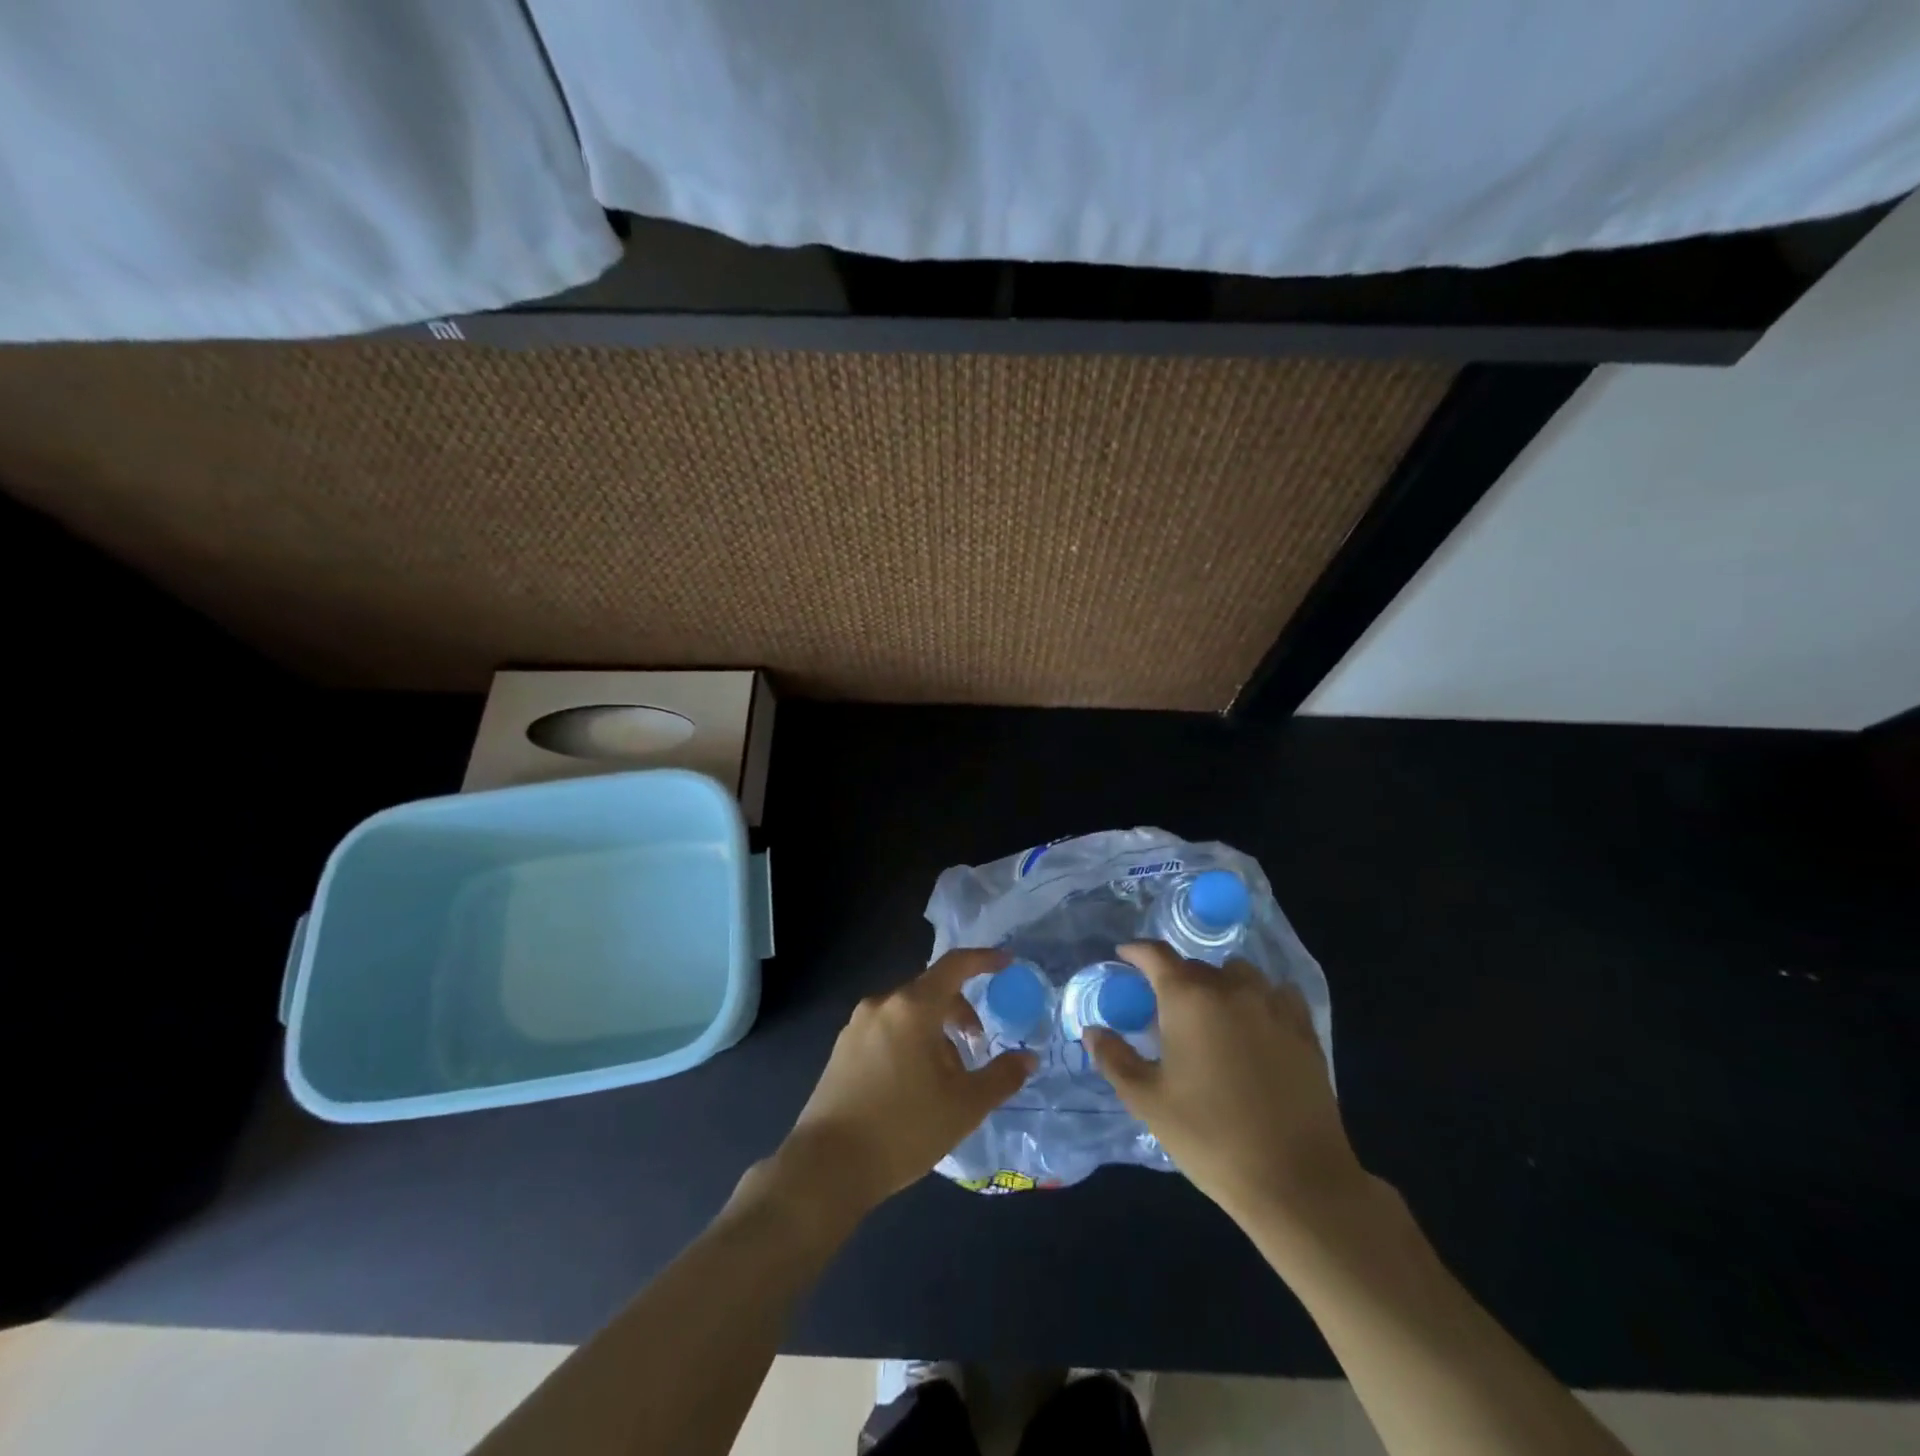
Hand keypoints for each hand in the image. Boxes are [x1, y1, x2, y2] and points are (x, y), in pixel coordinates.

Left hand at [776, 949, 1035, 1215]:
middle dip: (960, 1012)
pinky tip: (913, 1084)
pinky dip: (909, 1041)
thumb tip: (1028, 1058)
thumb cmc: (903, 1129)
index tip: (1006, 962)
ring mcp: (857, 1025)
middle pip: (931, 991)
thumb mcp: (964, 1106)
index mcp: (913, 1007)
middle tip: (978, 1046)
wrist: (827, 1166)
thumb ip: (1001, 1077)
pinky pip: (886, 1029)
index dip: (984, 960)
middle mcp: (882, 1004)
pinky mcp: (841, 1048)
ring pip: (908, 1013)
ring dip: (934, 1031)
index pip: (954, 965)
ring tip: (945, 1076)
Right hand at [1086, 941, 1367, 1229]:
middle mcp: (1231, 988)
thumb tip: (1093, 1030)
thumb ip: (1114, 1059)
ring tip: (1211, 1014)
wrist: (1296, 1180)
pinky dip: (1260, 998)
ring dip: (1219, 983)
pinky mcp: (1304, 1030)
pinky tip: (1256, 1024)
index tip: (1124, 955)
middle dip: (1175, 978)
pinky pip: (1277, 994)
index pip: (1156, 955)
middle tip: (1164, 1008)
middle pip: (1195, 966)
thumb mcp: (1148, 1102)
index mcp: (1188, 998)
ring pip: (1238, 974)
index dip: (1136, 951)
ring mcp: (1272, 1006)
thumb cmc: (1210, 1136)